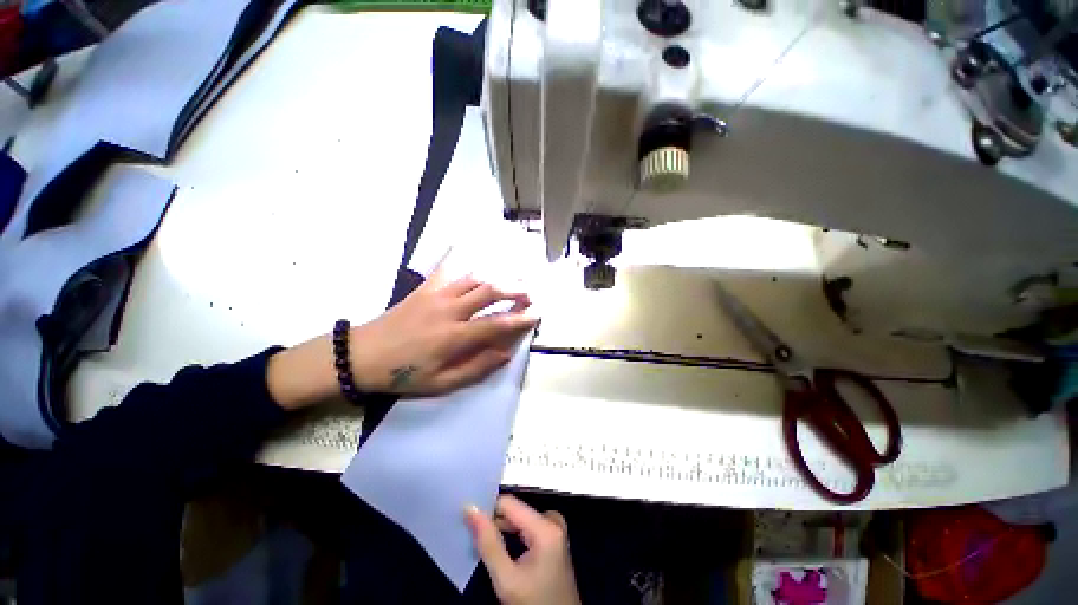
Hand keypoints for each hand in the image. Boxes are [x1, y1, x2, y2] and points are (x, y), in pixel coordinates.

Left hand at [349, 264, 536, 395]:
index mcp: (453, 337)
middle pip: (489, 291)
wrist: (363, 355)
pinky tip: (474, 250)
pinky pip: (449, 268)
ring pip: (475, 278)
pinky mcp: (426, 288)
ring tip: (515, 278)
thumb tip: (505, 354)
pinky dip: (464, 258)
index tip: (537, 314)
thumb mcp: (441, 383)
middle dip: (515, 290)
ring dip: (498, 276)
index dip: (520, 319)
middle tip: (531, 293)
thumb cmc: (403, 373)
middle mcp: (449, 310)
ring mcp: (437, 295)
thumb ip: (476, 368)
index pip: (496, 324)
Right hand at [467, 495, 580, 604]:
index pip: (508, 503)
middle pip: (514, 511)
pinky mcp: (553, 538)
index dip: (486, 510)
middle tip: (473, 537)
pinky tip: (498, 548)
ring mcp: (555, 529)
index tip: (468, 521)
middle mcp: (553, 520)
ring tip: (482, 544)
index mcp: (546, 526)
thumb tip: (471, 510)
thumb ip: (488, 543)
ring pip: (519, 519)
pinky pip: (527, 527)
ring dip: (501, 530)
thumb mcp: (506, 579)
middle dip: (494, 522)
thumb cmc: (534, 604)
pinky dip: (511, 536)